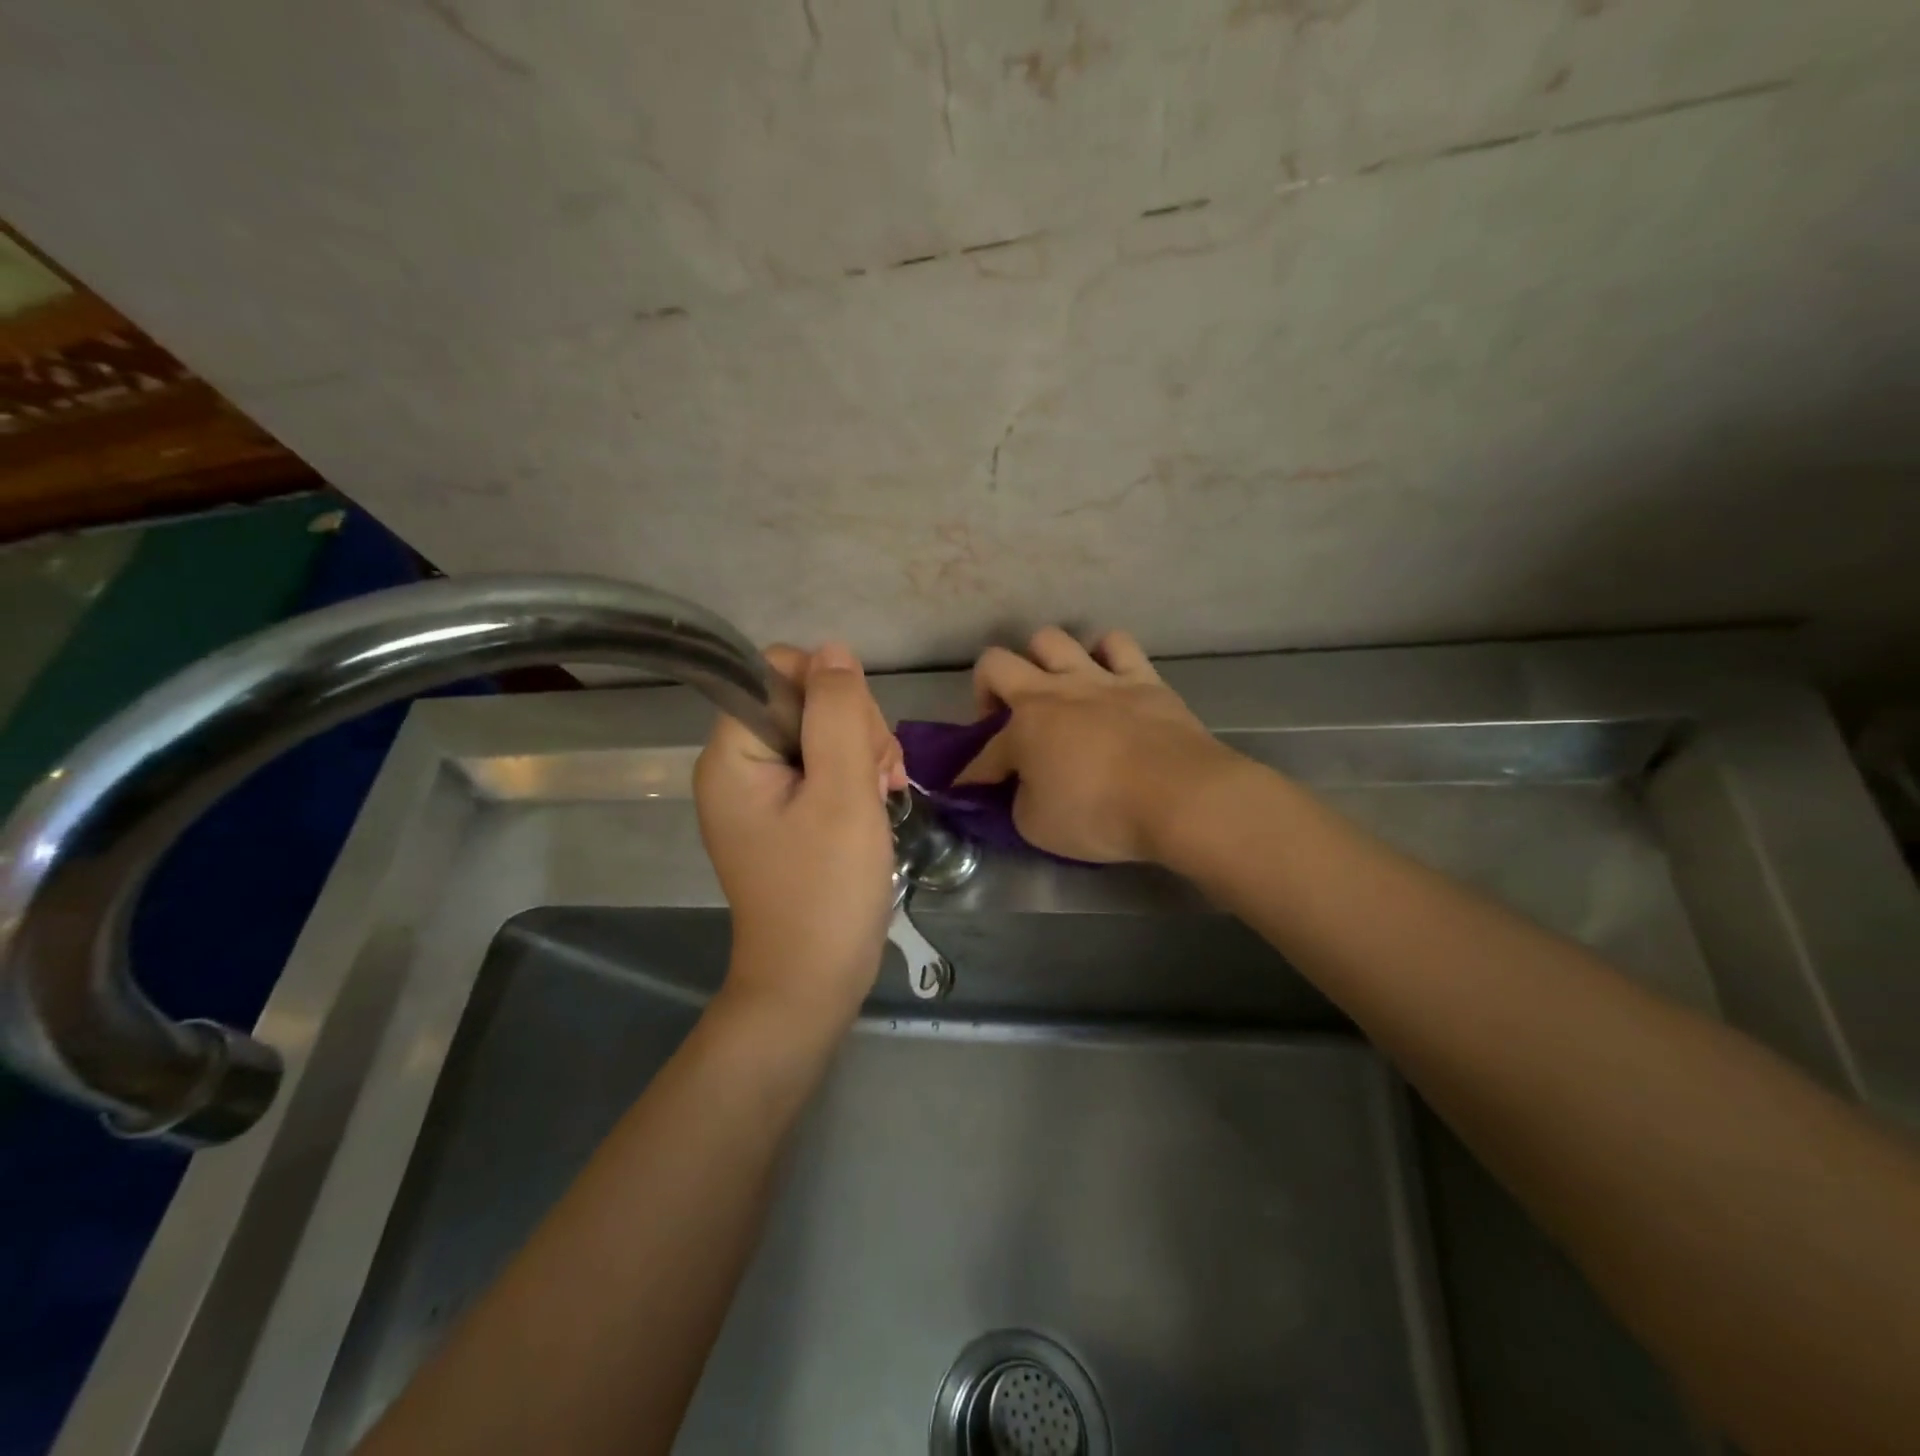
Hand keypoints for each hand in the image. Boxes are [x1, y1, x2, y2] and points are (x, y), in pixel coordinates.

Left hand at [695, 643, 906, 1027]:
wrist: (813, 980)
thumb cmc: (826, 889)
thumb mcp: (844, 793)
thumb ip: (839, 715)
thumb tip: (834, 652)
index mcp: (733, 754)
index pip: (777, 672)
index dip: (829, 692)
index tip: (858, 741)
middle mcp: (737, 765)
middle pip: (803, 700)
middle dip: (853, 727)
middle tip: (878, 778)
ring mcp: (761, 791)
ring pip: (822, 731)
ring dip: (863, 751)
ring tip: (883, 794)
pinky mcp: (785, 812)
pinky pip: (823, 766)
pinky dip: (856, 775)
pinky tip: (880, 799)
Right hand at [956, 627, 1239, 862]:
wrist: (1180, 797)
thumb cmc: (1101, 814)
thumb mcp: (1038, 827)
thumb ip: (1019, 802)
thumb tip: (1022, 787)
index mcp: (1023, 727)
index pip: (983, 752)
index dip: (971, 775)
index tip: (968, 791)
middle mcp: (1053, 691)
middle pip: (996, 662)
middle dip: (987, 688)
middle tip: (1002, 719)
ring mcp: (1100, 678)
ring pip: (1053, 639)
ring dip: (1043, 661)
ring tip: (1054, 690)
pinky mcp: (1144, 679)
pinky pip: (1118, 645)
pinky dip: (1105, 655)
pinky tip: (1106, 675)